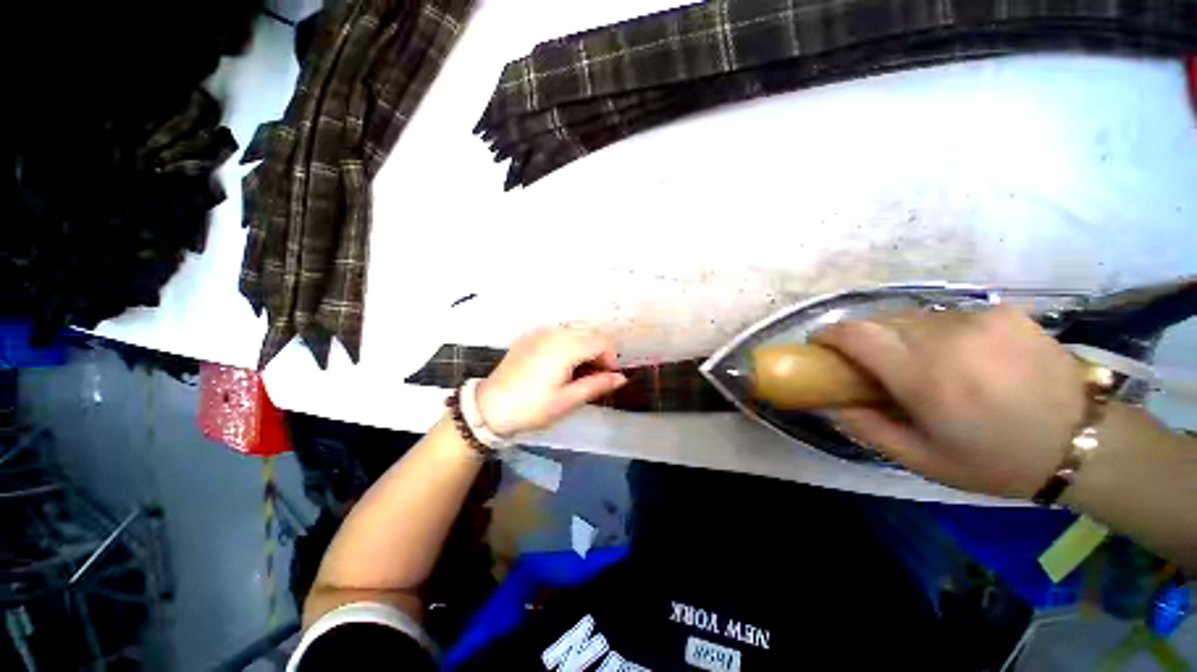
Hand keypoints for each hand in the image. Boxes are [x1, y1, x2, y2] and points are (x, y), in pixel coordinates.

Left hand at [476, 328, 627, 435]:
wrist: (489, 407)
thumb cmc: (532, 407)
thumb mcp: (567, 401)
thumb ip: (597, 385)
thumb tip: (621, 378)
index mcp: (566, 346)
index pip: (602, 342)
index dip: (611, 359)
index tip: (607, 379)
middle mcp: (555, 332)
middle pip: (590, 332)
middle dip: (599, 351)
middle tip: (594, 376)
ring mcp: (540, 331)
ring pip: (575, 330)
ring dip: (585, 346)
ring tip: (578, 371)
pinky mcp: (530, 336)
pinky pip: (559, 333)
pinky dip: (569, 343)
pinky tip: (561, 364)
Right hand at [812, 306, 1086, 497]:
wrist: (1084, 442)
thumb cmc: (997, 460)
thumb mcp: (924, 461)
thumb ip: (869, 429)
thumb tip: (835, 404)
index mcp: (924, 376)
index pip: (856, 334)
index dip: (829, 334)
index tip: (819, 344)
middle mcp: (946, 338)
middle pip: (879, 321)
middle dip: (864, 339)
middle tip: (872, 364)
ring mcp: (978, 319)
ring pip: (912, 316)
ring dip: (901, 336)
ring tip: (920, 363)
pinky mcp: (1002, 312)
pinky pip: (947, 316)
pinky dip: (936, 332)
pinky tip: (959, 355)